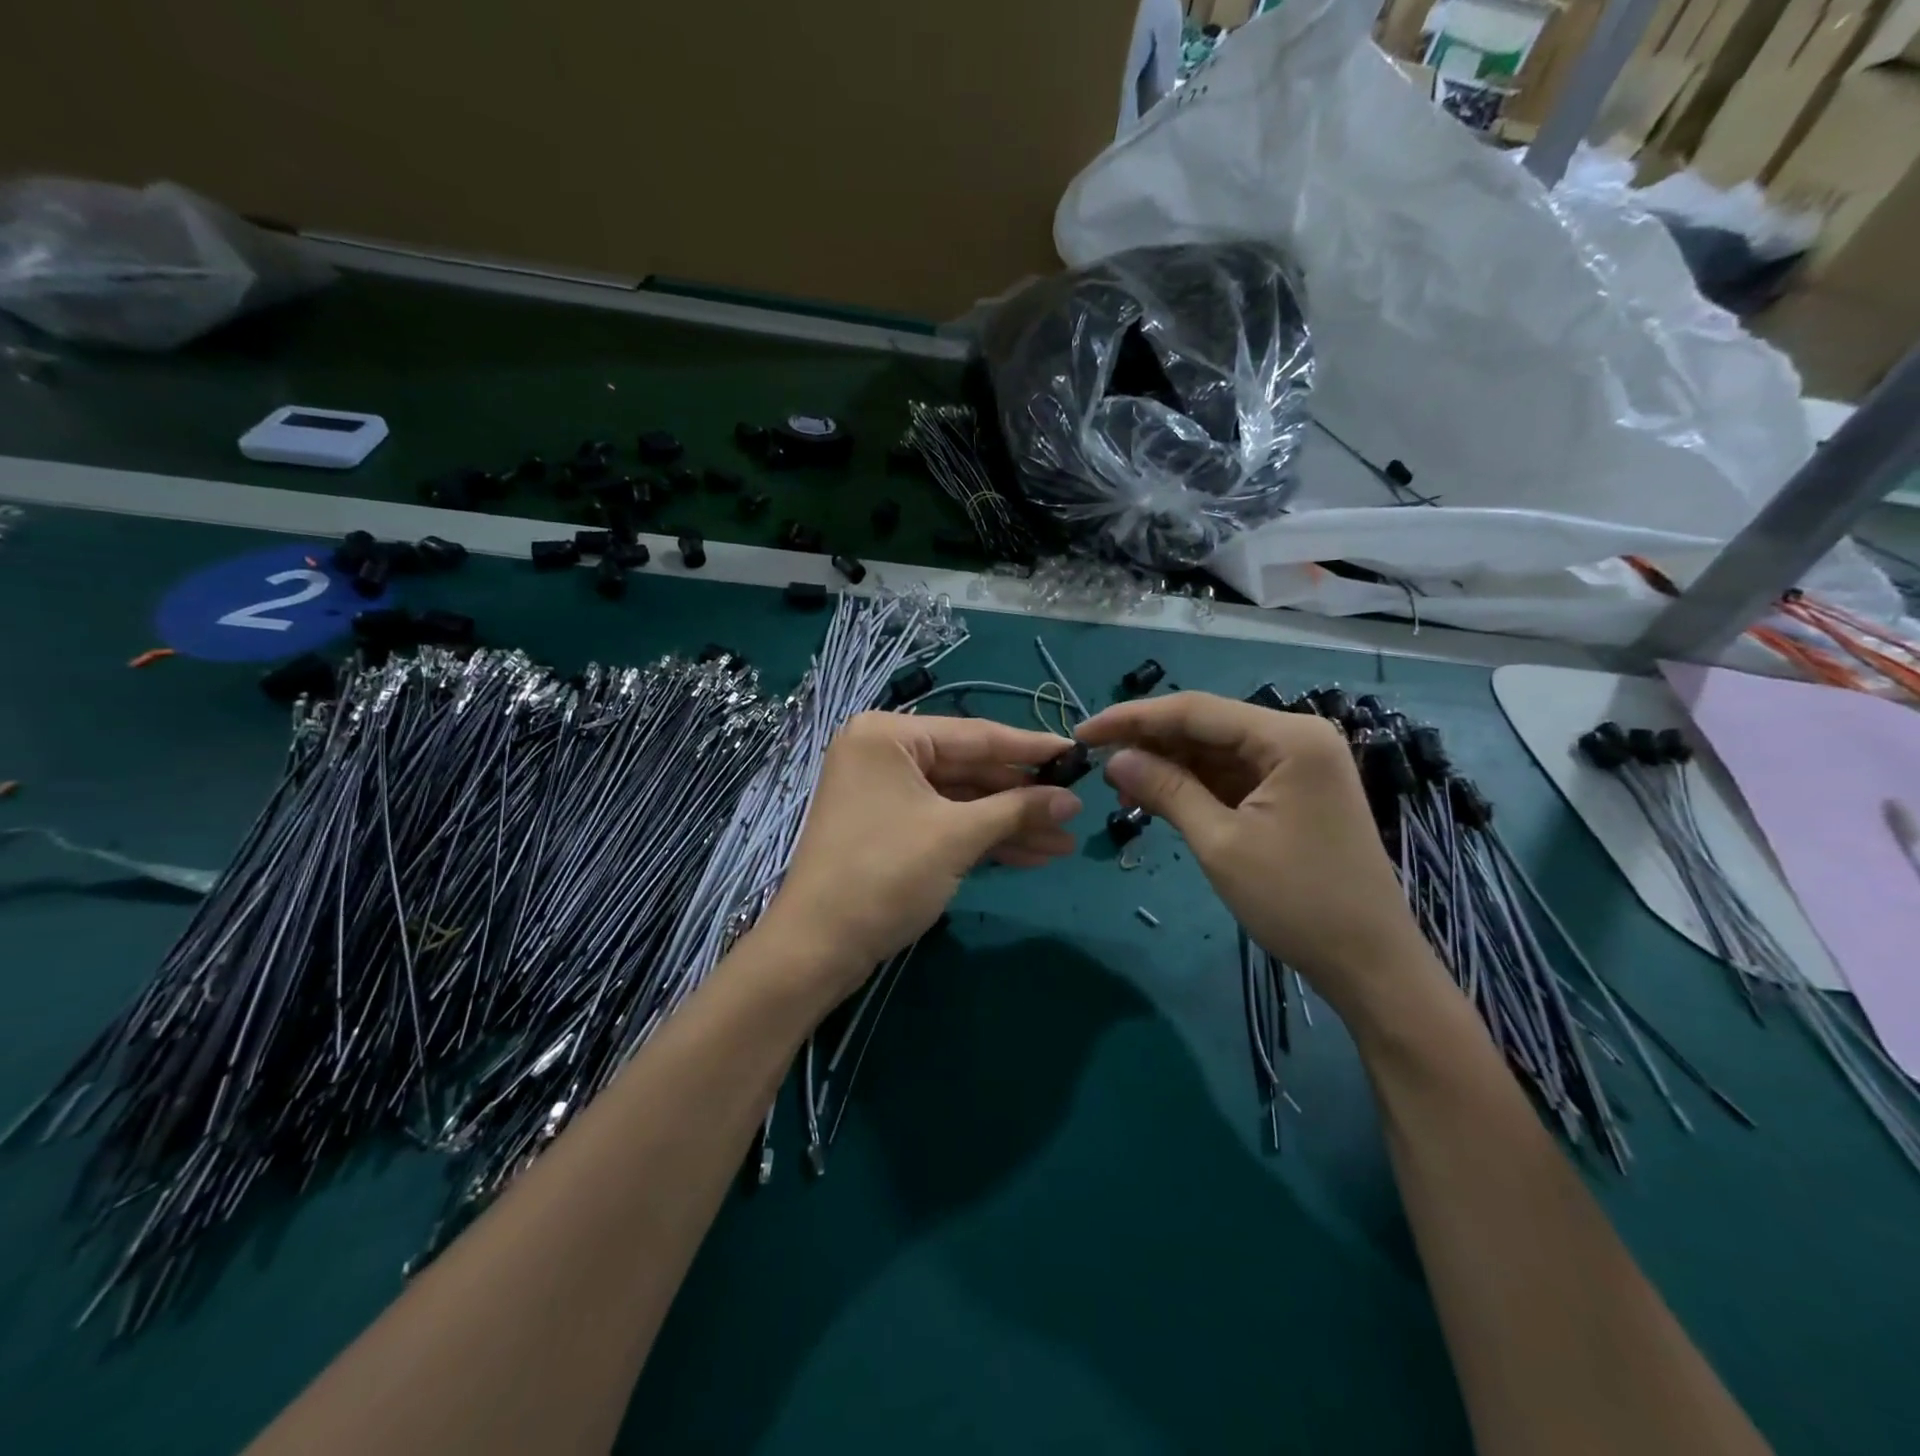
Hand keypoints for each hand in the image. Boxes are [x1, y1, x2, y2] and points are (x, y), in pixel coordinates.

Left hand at [758, 712, 1082, 1005]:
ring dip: (1009, 823)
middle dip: (1022, 797)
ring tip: (1063, 843)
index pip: (975, 735)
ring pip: (961, 800)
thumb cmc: (885, 874)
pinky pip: (945, 822)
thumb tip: (1072, 800)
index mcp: (889, 735)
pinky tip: (1030, 855)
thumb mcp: (957, 837)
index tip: (1077, 754)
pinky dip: (983, 839)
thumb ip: (1017, 810)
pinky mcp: (889, 828)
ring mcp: (885, 793)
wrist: (818, 948)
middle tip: (1075, 810)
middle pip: (969, 769)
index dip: (1030, 748)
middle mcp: (884, 753)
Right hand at [1077, 692, 1431, 1016]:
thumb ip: (1166, 791)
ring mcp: (1298, 765)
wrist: (1369, 963)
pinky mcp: (1293, 791)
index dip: (1132, 719)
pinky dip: (1193, 785)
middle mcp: (1296, 737)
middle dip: (1149, 743)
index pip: (1194, 710)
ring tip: (1120, 790)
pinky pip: (1232, 775)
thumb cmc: (1297, 901)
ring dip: (1168, 766)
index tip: (1083, 734)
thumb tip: (1114, 759)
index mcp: (1289, 737)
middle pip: (1206, 726)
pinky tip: (1157, 798)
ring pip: (1215, 751)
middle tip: (1095, 763)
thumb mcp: (1221, 843)